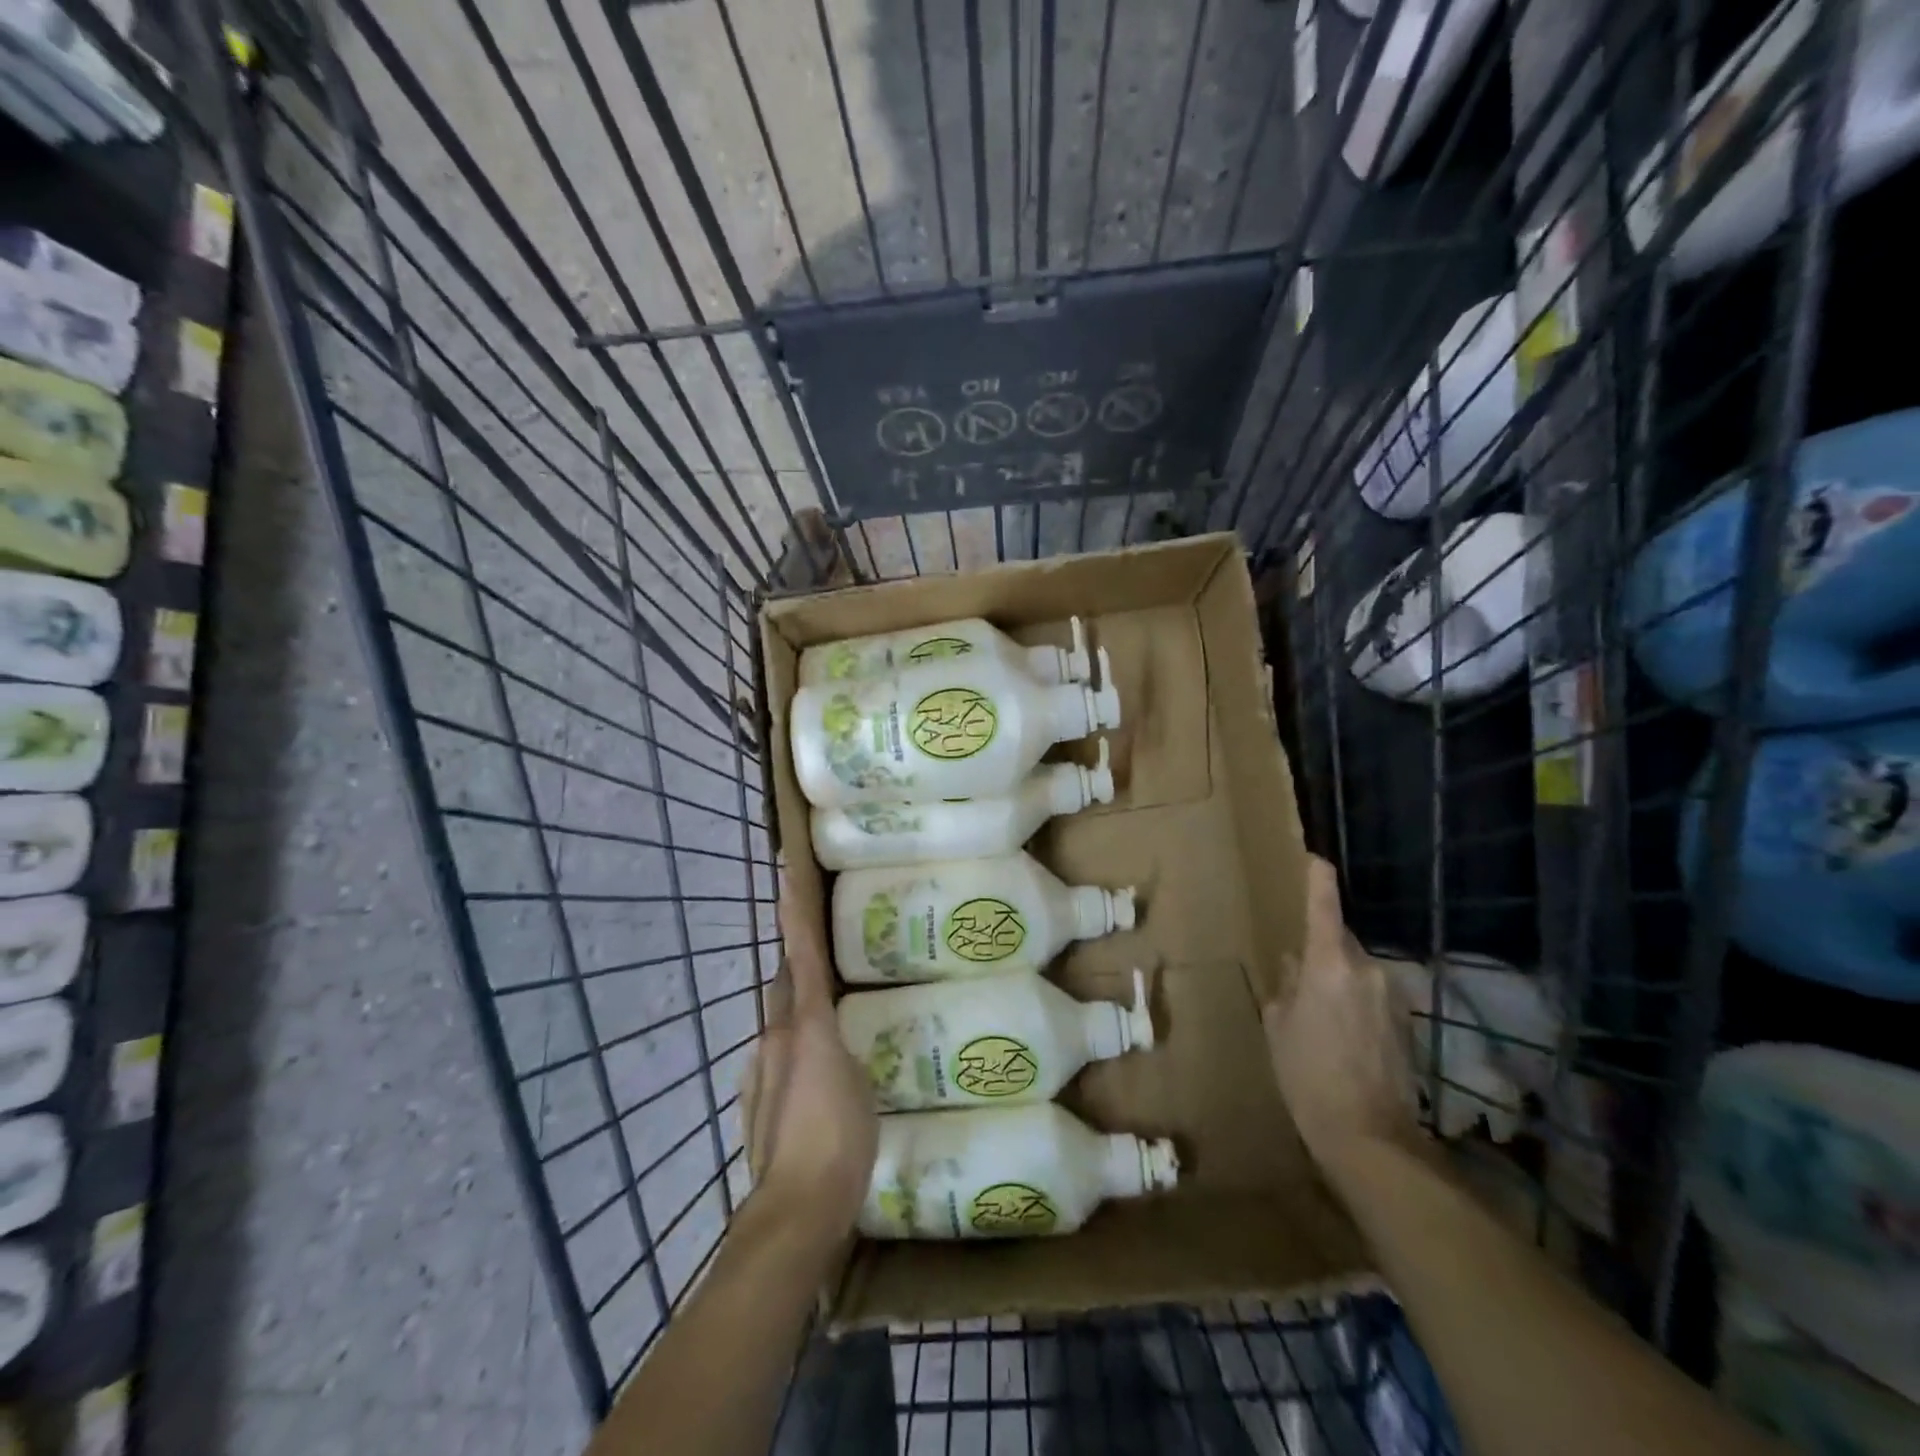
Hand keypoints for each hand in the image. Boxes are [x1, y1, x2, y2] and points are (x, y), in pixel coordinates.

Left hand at [740, 876, 877, 1241]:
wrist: (796, 1208)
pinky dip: (795, 1049)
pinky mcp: (757, 1100)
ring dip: (797, 1007)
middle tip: (820, 943)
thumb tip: (832, 1034)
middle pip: (783, 983)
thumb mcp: (858, 1083)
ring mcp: (761, 1069)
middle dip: (795, 958)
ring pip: (781, 1020)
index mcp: (804, 1024)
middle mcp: (775, 1036)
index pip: (798, 955)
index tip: (783, 873)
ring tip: (830, 1014)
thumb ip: (840, 1047)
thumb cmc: (840, 1139)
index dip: (792, 914)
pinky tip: (817, 1076)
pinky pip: (779, 1056)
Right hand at [1264, 856, 1421, 1167]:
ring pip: (1357, 970)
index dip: (1319, 881)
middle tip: (1298, 972)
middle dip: (1322, 947)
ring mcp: (1392, 997)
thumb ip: (1287, 987)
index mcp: (1329, 965)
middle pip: (1342, 942)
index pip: (1324, 909)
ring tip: (1317, 1013)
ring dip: (1339, 978)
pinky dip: (1355, 1001)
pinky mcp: (1405, 1023)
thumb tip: (1294, 965)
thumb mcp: (1279, 1026)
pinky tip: (1341, 1035)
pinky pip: (1372, 995)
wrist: (1369, 1136)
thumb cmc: (1307, 1074)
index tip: (1317, 859)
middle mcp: (1367, 971)